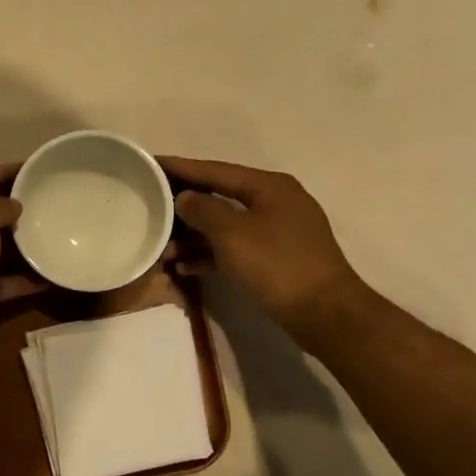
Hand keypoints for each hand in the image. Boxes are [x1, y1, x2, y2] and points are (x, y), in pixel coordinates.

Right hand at [161, 156, 366, 346]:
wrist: (324, 313)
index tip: (152, 162)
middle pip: (221, 197)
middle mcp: (275, 202)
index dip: (182, 167)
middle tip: (151, 207)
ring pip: (227, 227)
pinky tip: (185, 267)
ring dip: (194, 237)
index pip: (216, 170)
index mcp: (269, 186)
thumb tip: (185, 197)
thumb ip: (203, 210)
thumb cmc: (276, 265)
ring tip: (162, 249)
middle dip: (185, 207)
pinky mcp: (277, 259)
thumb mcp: (232, 234)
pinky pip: (236, 249)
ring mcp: (278, 232)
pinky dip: (212, 255)